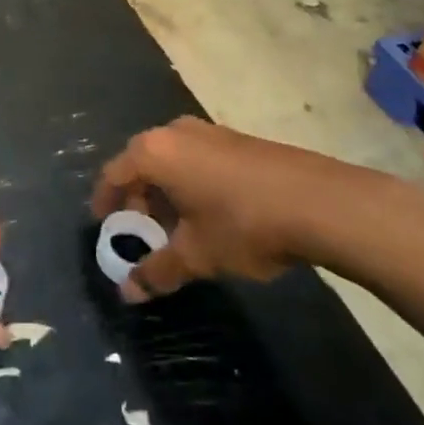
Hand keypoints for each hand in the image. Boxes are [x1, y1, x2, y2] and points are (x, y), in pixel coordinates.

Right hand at [91, 116, 405, 301]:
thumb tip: (127, 292)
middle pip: (142, 162)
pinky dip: (191, 181)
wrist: (319, 202)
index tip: (104, 224)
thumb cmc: (242, 224)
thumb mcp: (196, 255)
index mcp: (155, 152)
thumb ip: (157, 271)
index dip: (106, 200)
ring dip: (166, 190)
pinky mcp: (238, 139)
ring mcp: (210, 131)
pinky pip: (198, 158)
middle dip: (138, 196)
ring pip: (173, 159)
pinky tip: (211, 213)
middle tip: (141, 229)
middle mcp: (176, 132)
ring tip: (177, 226)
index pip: (114, 173)